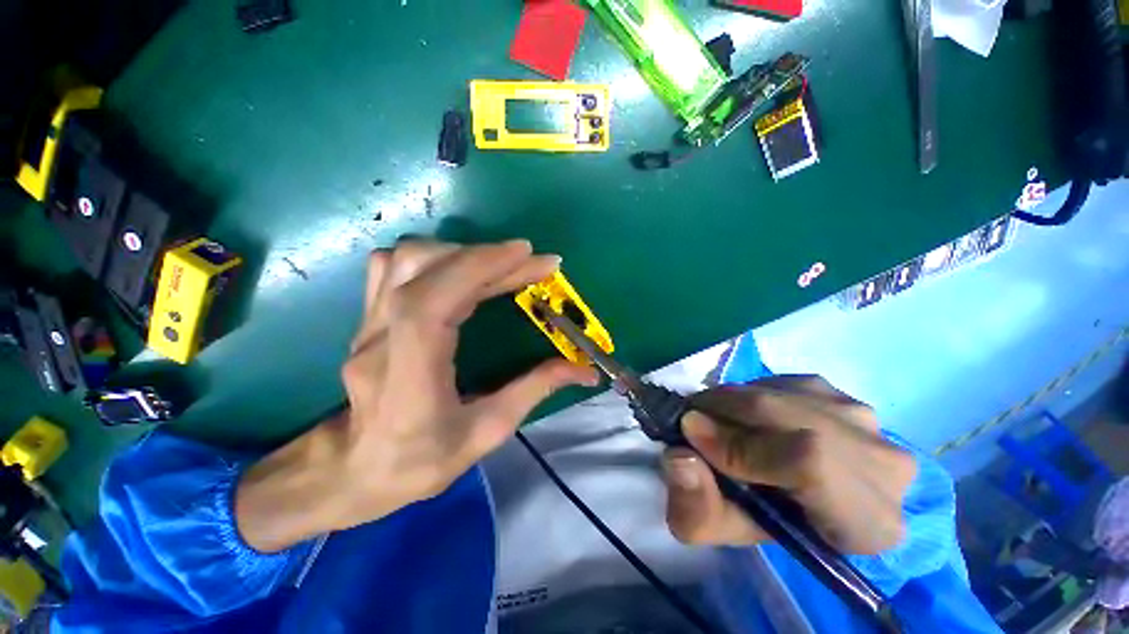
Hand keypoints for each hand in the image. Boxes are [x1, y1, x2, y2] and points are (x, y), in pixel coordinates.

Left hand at [236, 240, 597, 551]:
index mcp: (409, 375)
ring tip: (500, 266)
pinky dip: (433, 257)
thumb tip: (584, 370)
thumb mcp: (486, 433)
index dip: (479, 268)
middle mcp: (380, 338)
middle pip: (427, 271)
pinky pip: (391, 266)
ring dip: (461, 253)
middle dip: (489, 258)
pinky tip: (459, 270)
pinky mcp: (369, 317)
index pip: (433, 302)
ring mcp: (368, 323)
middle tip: (534, 263)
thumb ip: (534, 391)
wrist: (352, 470)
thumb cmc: (419, 462)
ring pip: (405, 259)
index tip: (527, 255)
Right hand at [662, 376, 915, 555]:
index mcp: (868, 522)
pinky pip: (783, 383)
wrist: (797, 500)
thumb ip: (694, 507)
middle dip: (726, 412)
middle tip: (691, 418)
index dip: (744, 446)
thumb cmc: (763, 523)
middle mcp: (884, 465)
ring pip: (784, 396)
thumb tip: (680, 457)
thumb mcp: (719, 530)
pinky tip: (747, 415)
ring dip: (736, 402)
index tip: (695, 437)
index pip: (811, 464)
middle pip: (793, 419)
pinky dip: (751, 392)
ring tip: (717, 420)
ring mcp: (866, 421)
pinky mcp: (842, 395)